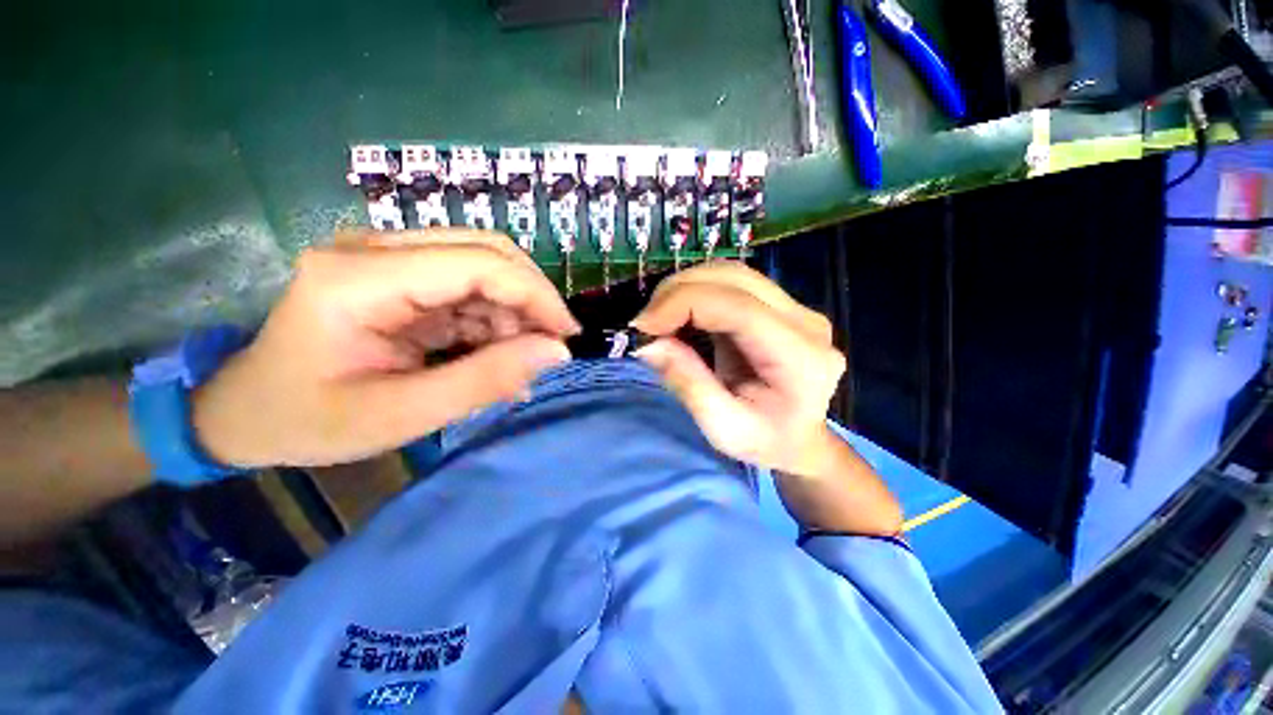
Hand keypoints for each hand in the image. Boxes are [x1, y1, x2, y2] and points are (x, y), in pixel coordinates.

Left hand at [192, 230, 578, 467]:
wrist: (245, 411)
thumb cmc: (309, 420)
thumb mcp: (401, 415)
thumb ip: (485, 381)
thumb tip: (556, 353)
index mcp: (360, 278)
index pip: (477, 262)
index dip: (535, 295)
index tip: (567, 335)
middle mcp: (375, 248)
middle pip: (486, 250)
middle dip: (530, 298)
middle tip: (548, 345)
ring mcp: (386, 255)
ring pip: (483, 266)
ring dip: (512, 311)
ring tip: (515, 359)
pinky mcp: (398, 273)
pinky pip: (467, 284)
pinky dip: (493, 318)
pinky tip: (493, 352)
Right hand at [631, 262, 846, 475]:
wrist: (801, 441)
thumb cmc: (766, 443)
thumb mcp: (723, 429)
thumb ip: (688, 383)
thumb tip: (649, 343)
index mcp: (800, 357)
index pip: (738, 306)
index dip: (684, 304)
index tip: (643, 326)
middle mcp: (804, 321)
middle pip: (734, 278)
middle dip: (679, 292)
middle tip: (646, 323)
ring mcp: (795, 308)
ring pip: (731, 273)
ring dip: (686, 289)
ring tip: (660, 319)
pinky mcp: (779, 306)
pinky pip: (731, 284)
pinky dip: (697, 293)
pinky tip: (681, 317)